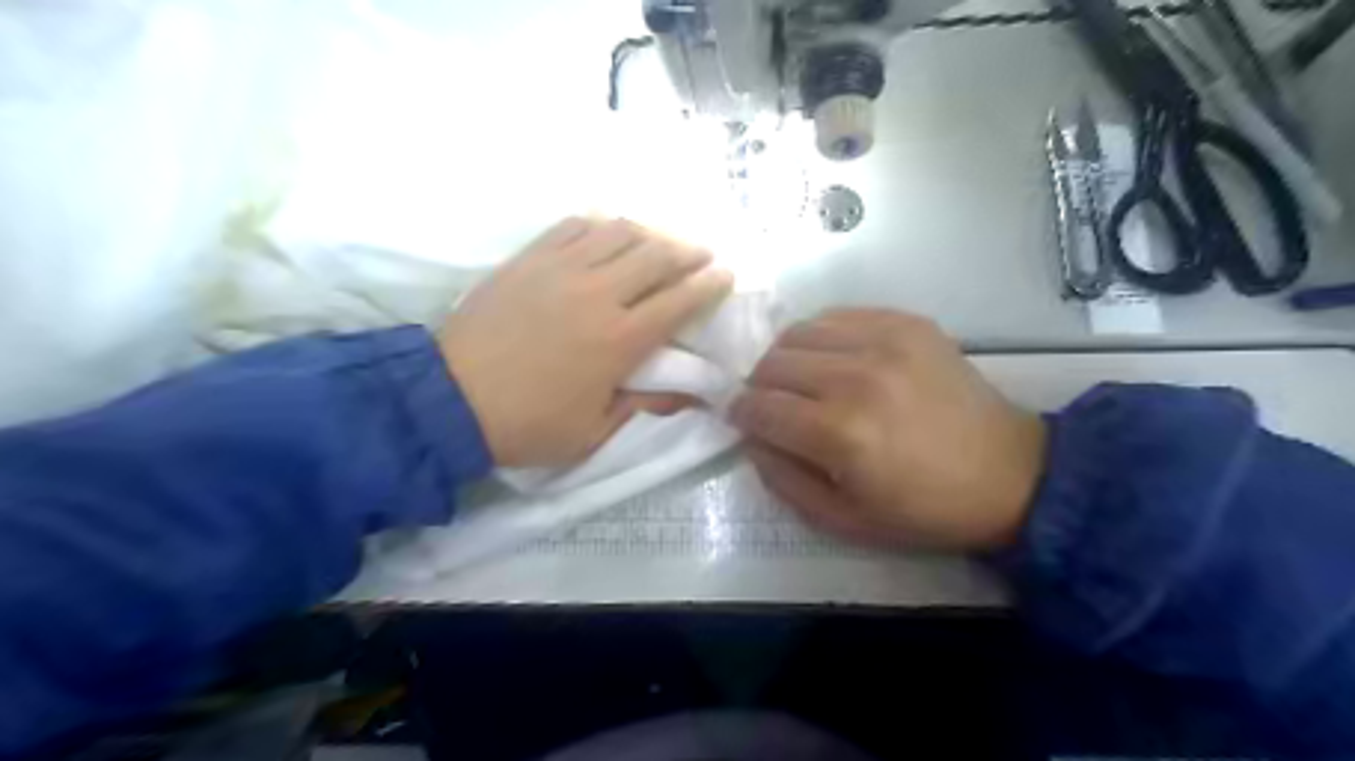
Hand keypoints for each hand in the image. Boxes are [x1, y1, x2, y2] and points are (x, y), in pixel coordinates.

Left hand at [441, 214, 735, 468]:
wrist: (449, 399)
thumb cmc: (528, 424)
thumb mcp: (594, 432)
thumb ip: (646, 407)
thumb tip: (691, 396)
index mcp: (619, 340)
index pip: (679, 302)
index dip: (709, 285)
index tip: (725, 275)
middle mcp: (598, 294)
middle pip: (657, 256)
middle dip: (688, 252)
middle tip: (702, 254)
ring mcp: (561, 269)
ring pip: (619, 232)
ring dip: (650, 233)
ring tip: (659, 242)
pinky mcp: (529, 258)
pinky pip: (574, 225)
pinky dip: (600, 224)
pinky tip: (607, 233)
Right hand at [732, 310, 1046, 552]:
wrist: (1009, 474)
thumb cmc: (923, 509)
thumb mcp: (842, 518)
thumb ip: (782, 478)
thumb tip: (751, 437)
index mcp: (841, 433)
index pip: (759, 407)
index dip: (740, 414)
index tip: (742, 421)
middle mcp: (857, 377)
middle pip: (772, 364)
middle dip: (758, 387)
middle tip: (771, 405)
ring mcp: (885, 341)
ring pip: (798, 333)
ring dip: (785, 358)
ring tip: (799, 381)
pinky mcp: (907, 322)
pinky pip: (837, 315)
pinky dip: (820, 337)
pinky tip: (832, 360)